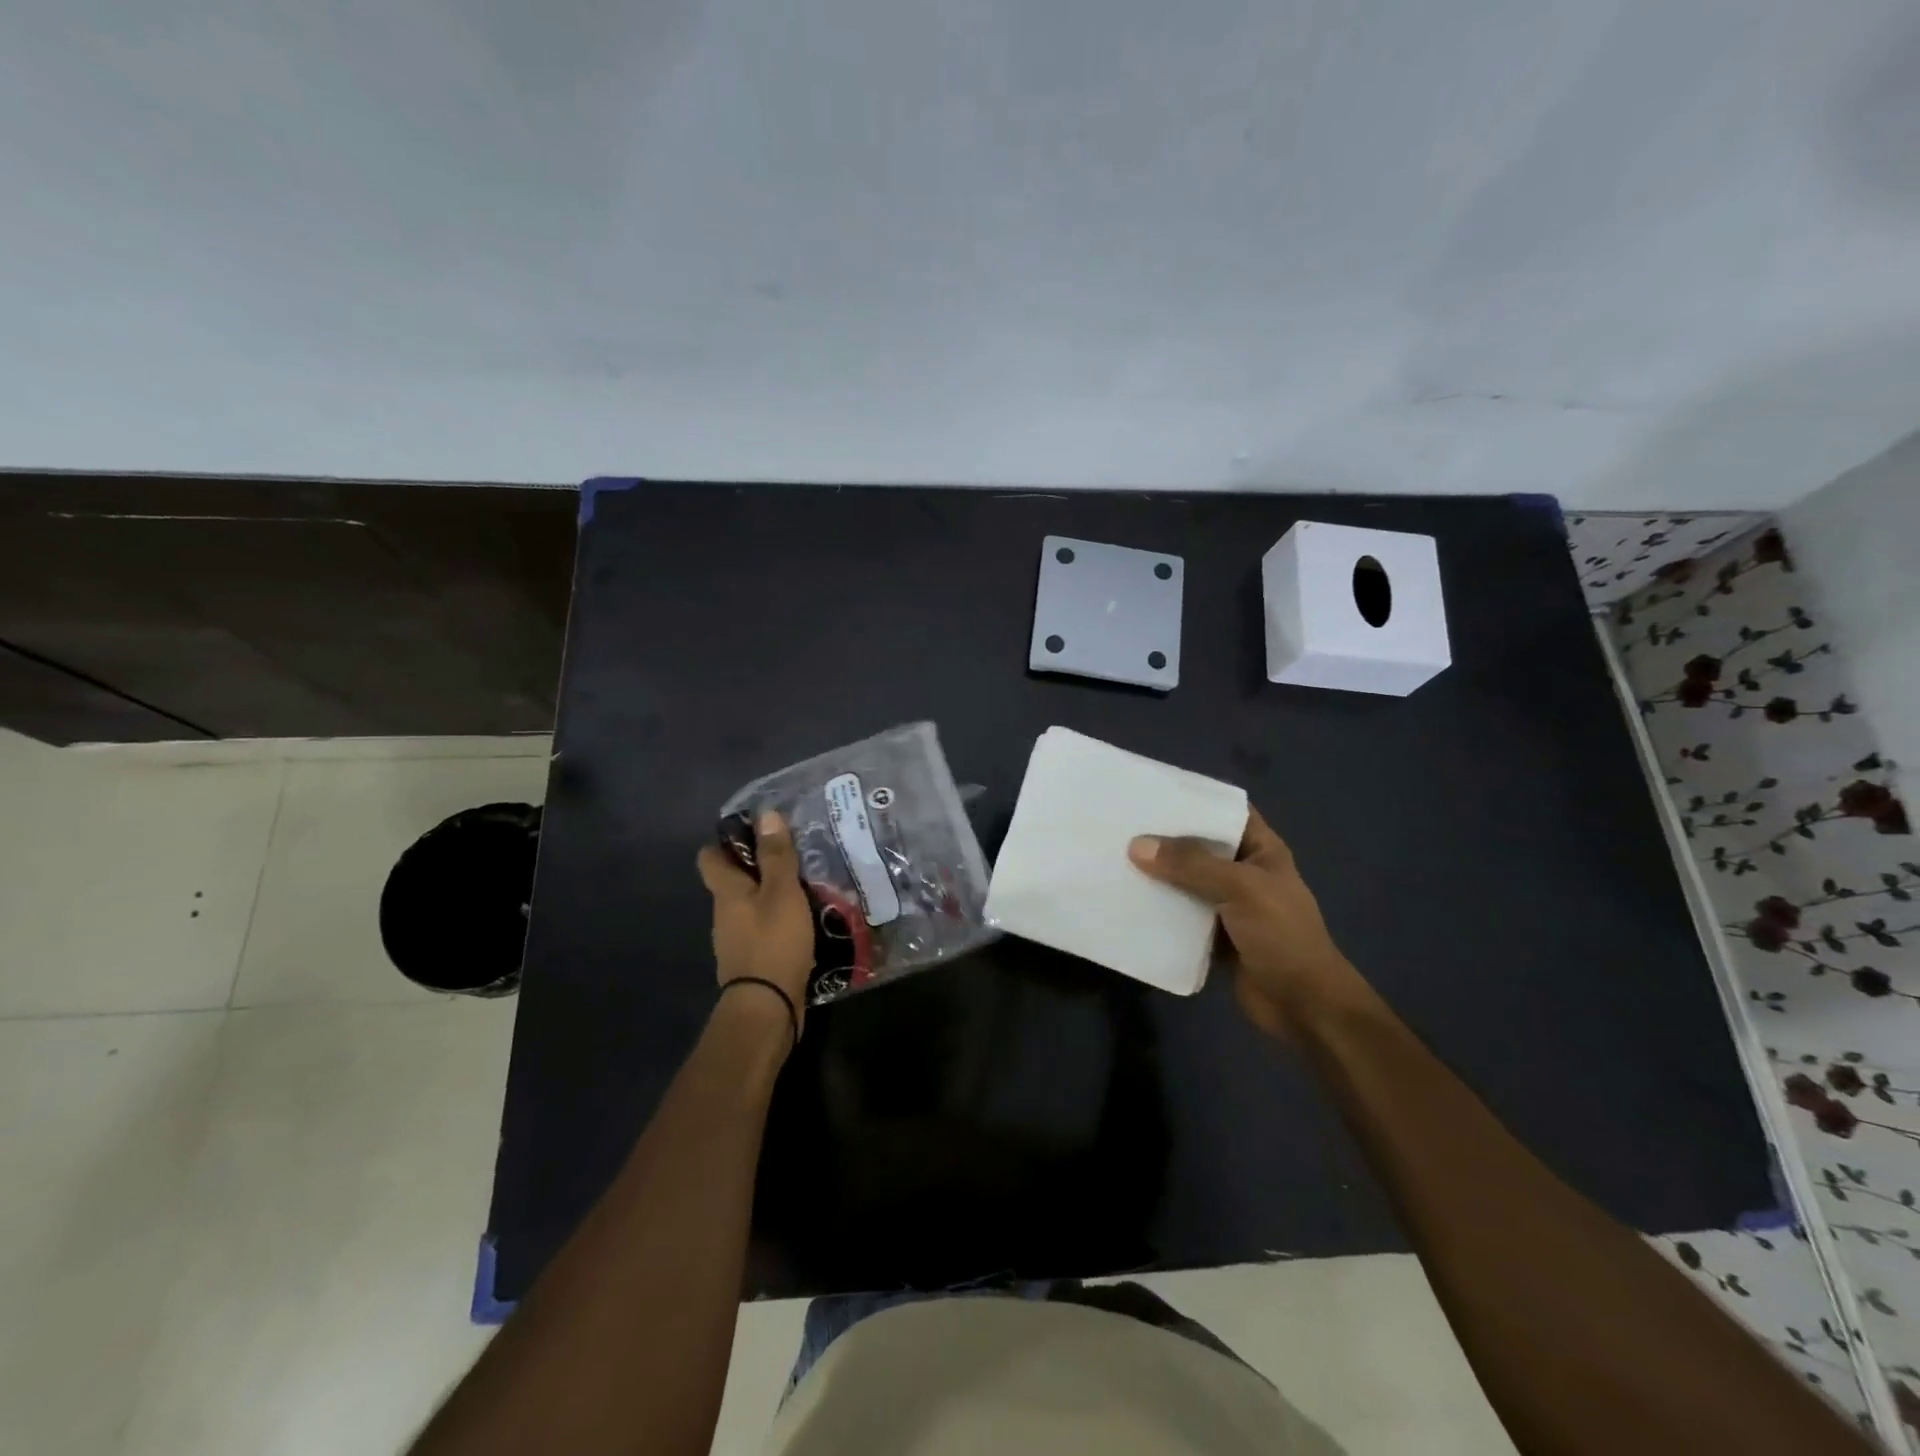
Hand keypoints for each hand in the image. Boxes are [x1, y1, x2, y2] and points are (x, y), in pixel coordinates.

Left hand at [697, 810, 815, 1035]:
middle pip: (733, 881)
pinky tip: (805, 921)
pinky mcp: (752, 961)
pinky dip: (779, 922)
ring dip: (772, 895)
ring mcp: (736, 940)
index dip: (727, 841)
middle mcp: (724, 913)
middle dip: (758, 867)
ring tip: (807, 885)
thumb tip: (766, 815)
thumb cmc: (773, 942)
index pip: (709, 856)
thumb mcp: (782, 893)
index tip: (758, 832)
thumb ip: (776, 856)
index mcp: (726, 892)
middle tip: (794, 855)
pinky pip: (763, 930)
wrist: (767, 1009)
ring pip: (750, 906)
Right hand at [1128, 809, 1370, 1039]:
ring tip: (1112, 856)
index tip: (1152, 790)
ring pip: (1184, 880)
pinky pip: (1179, 913)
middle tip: (1119, 823)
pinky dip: (1157, 908)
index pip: (1226, 811)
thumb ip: (1191, 865)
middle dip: (1163, 837)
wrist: (1303, 1007)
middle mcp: (1242, 871)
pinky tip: (1125, 899)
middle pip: (1198, 845)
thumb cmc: (1283, 936)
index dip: (1195, 798)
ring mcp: (1226, 904)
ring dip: (1155, 874)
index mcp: (1261, 850)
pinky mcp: (1211, 935)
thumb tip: (1137, 845)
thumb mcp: (1242, 889)